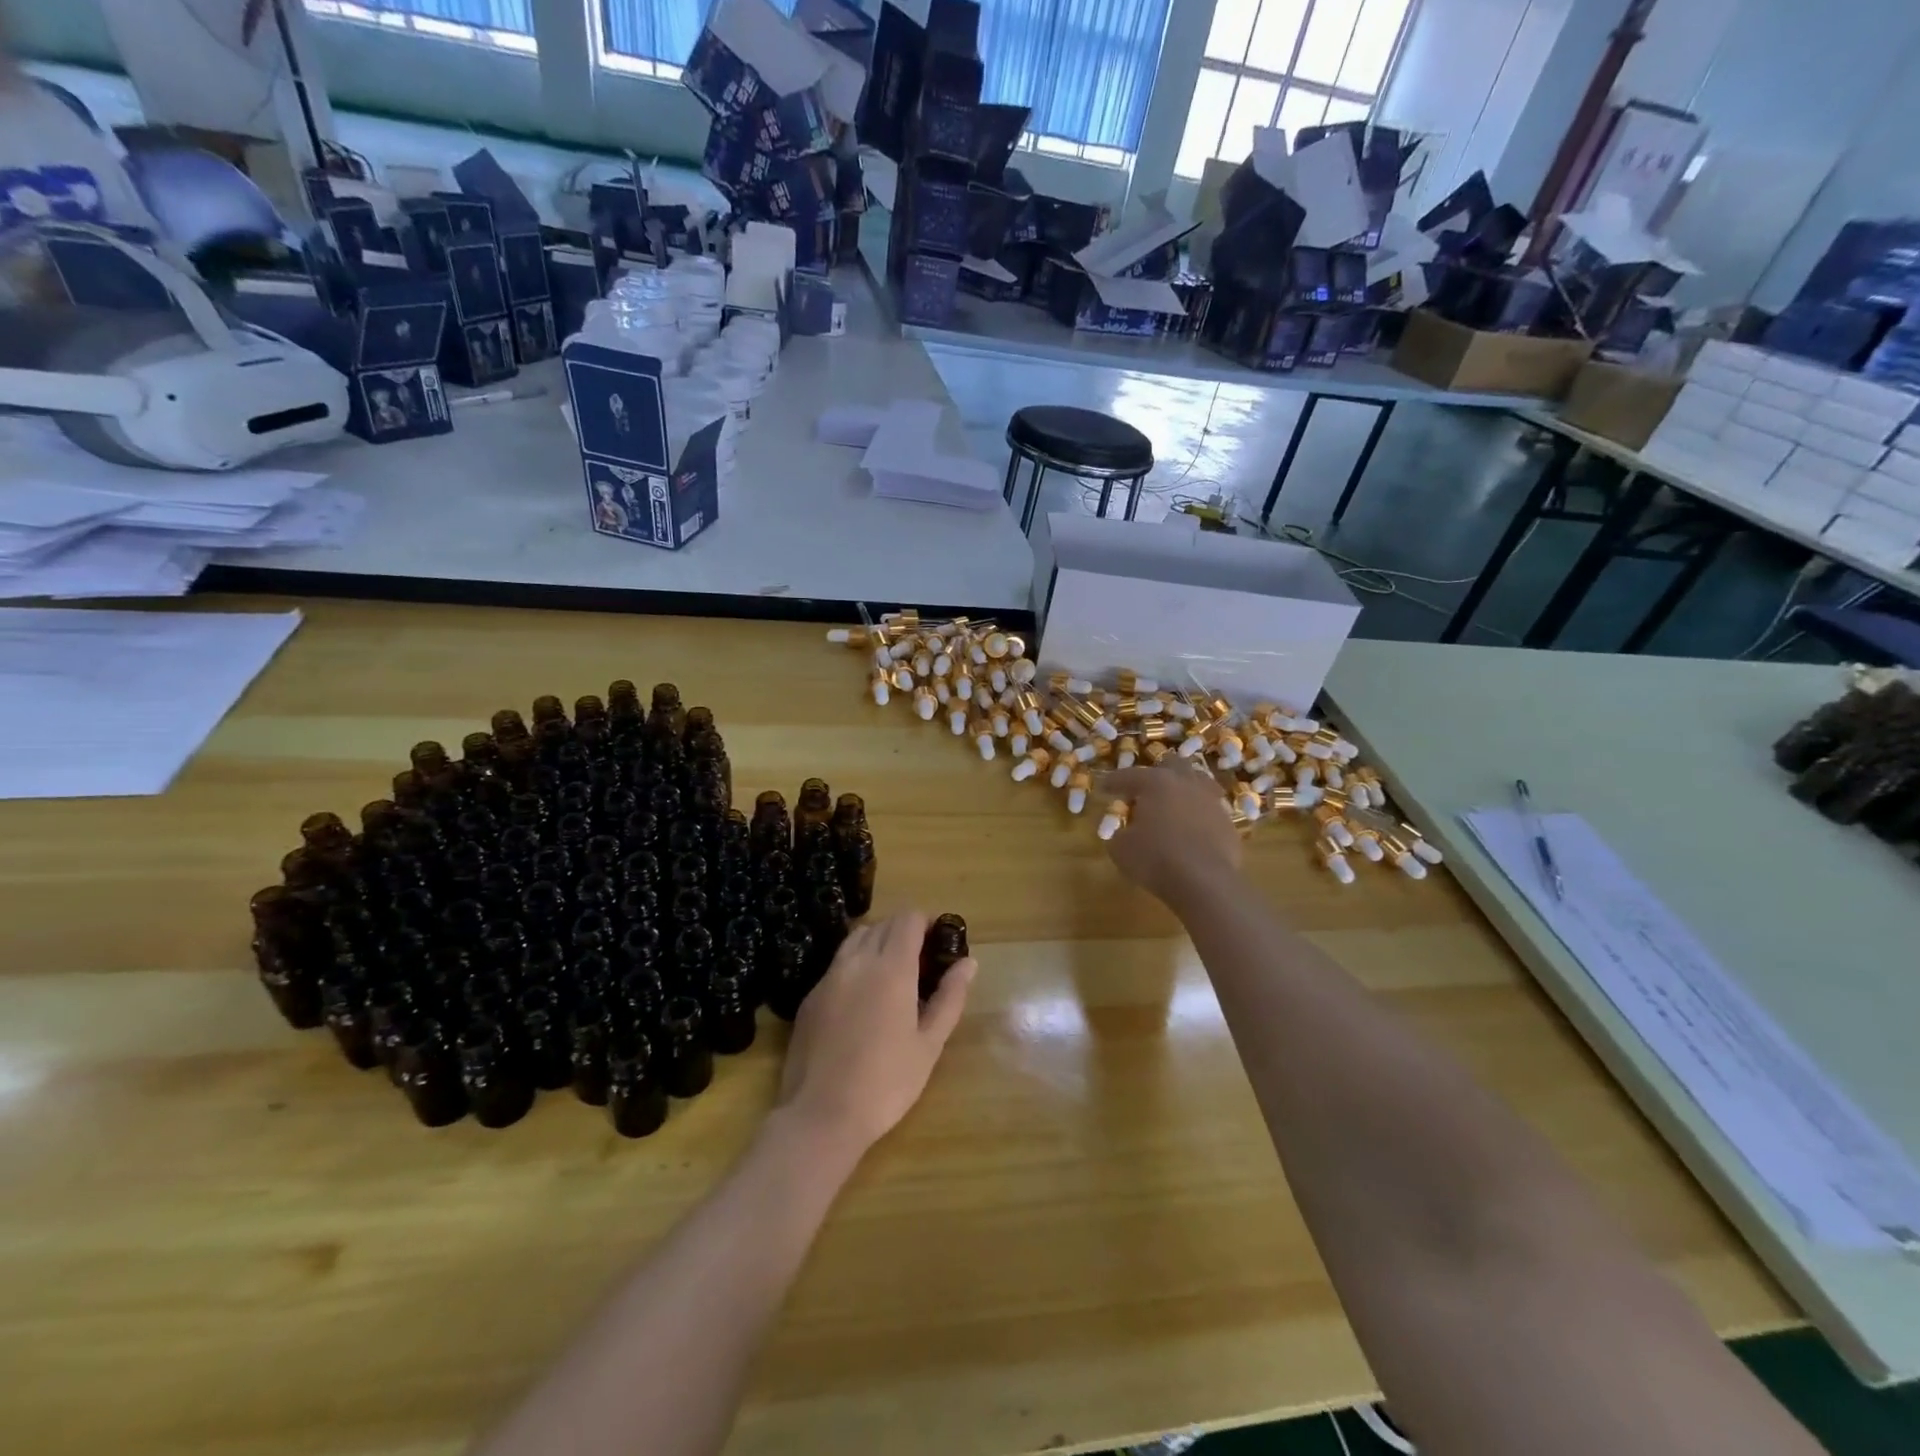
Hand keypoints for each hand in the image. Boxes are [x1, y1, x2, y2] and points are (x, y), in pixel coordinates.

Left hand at [777, 910, 975, 1157]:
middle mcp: (857, 961)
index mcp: (891, 968)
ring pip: (857, 938)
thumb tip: (968, 963)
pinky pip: (838, 963)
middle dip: (905, 932)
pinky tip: (863, 998)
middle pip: (883, 924)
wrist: (821, 1115)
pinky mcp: (811, 996)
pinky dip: (856, 964)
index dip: (927, 922)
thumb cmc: (886, 1082)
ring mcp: (829, 977)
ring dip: (878, 942)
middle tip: (922, 962)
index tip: (940, 941)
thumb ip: (950, 996)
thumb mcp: (929, 1043)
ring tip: (893, 975)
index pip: (908, 919)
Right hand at [1102, 764, 1242, 905]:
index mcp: (1156, 782)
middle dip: (1157, 774)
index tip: (1104, 788)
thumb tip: (1124, 830)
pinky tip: (1191, 829)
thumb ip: (1119, 832)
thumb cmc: (1155, 859)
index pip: (1129, 775)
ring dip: (1183, 790)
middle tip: (1144, 791)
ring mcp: (1212, 800)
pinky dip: (1198, 815)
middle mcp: (1186, 783)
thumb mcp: (1121, 848)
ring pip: (1198, 783)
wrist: (1205, 882)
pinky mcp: (1228, 822)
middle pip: (1172, 765)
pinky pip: (1210, 810)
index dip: (1113, 781)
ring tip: (1172, 806)